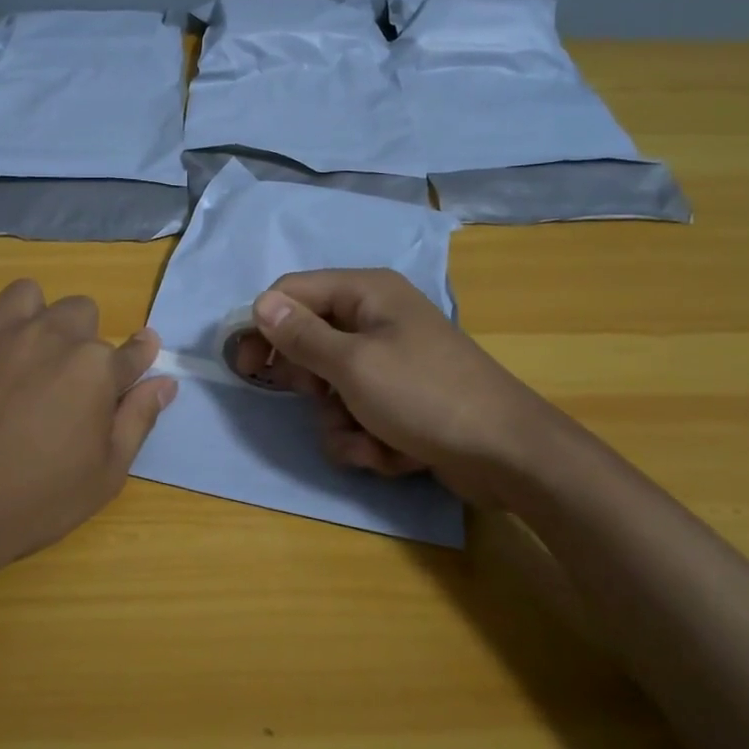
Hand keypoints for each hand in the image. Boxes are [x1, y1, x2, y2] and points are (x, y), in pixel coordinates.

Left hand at [0, 279, 177, 569]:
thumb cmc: (35, 501)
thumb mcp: (105, 474)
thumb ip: (138, 419)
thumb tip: (165, 382)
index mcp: (94, 367)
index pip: (134, 349)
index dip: (138, 356)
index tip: (136, 361)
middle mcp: (50, 335)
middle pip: (81, 311)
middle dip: (81, 339)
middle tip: (65, 380)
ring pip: (29, 297)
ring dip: (35, 319)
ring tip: (23, 356)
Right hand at [231, 269, 541, 488]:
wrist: (507, 455)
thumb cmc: (424, 396)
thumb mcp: (353, 365)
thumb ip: (300, 335)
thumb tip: (260, 302)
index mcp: (367, 294)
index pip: (292, 293)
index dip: (262, 325)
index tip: (242, 365)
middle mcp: (376, 320)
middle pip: (310, 342)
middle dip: (312, 383)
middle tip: (322, 399)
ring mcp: (390, 363)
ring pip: (331, 389)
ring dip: (341, 422)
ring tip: (369, 438)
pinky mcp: (400, 401)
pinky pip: (358, 414)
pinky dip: (366, 439)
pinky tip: (391, 452)